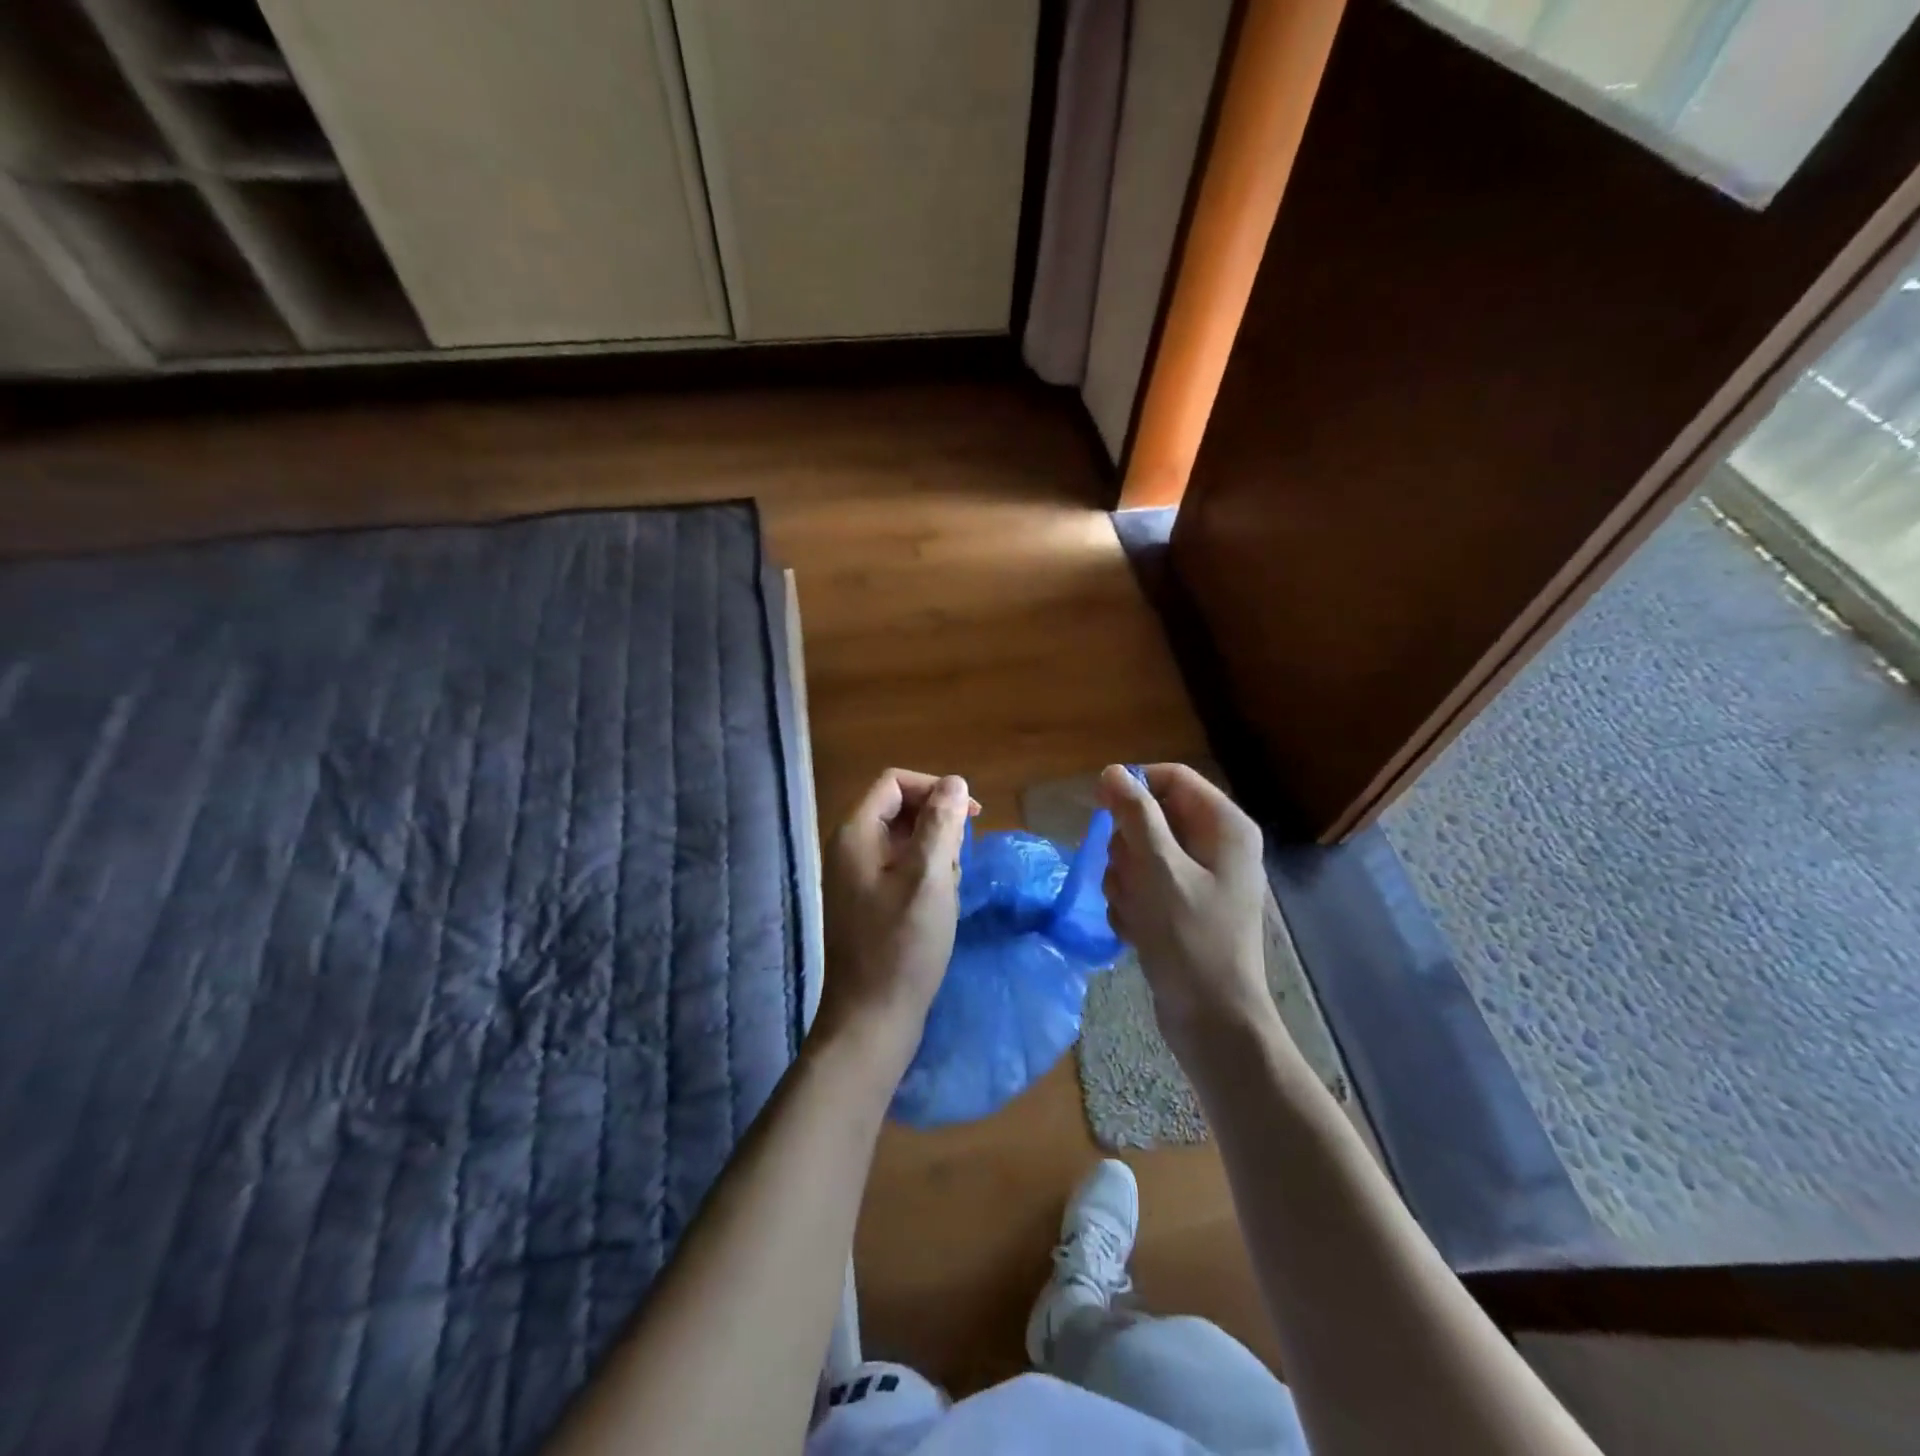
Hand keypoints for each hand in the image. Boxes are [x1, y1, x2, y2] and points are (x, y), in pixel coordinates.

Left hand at [817, 769, 976, 1068]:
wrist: (872, 1017)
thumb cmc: (903, 945)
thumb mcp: (929, 877)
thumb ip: (941, 823)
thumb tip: (954, 782)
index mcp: (855, 833)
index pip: (895, 782)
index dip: (934, 789)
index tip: (971, 816)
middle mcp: (849, 848)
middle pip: (900, 809)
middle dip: (938, 827)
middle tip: (958, 865)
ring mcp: (855, 877)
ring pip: (905, 842)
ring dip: (935, 857)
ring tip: (947, 893)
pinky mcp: (867, 901)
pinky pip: (901, 870)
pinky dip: (925, 878)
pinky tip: (938, 909)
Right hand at [1099, 763, 1275, 1046]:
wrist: (1213, 1020)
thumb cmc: (1189, 939)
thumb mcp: (1158, 870)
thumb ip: (1135, 815)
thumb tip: (1113, 771)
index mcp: (1224, 826)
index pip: (1171, 778)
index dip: (1133, 787)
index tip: (1099, 810)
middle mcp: (1216, 845)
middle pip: (1151, 817)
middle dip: (1127, 848)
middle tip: (1129, 878)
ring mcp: (1200, 878)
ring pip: (1140, 853)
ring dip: (1125, 881)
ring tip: (1135, 912)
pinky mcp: (1183, 906)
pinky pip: (1144, 885)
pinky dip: (1132, 904)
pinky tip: (1136, 930)